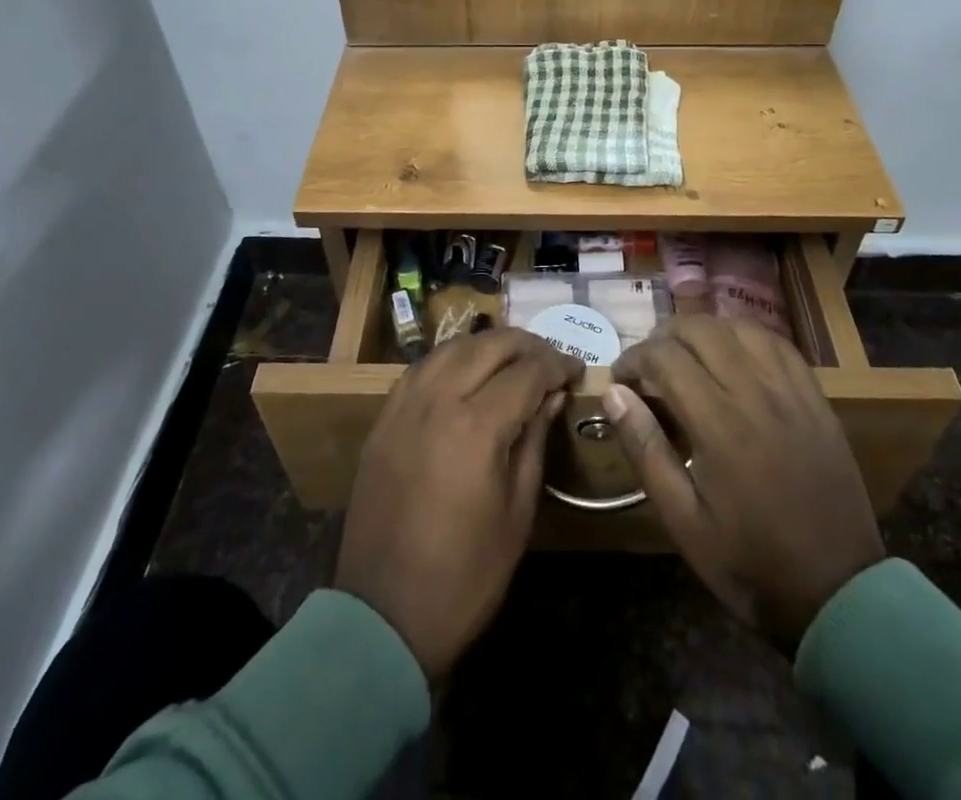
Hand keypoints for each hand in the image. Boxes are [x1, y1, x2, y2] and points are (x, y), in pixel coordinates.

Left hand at [336, 328, 583, 678]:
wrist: (383, 615)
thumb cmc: (466, 575)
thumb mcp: (518, 512)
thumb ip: (534, 440)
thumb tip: (551, 395)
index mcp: (477, 426)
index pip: (527, 371)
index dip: (558, 364)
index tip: (576, 370)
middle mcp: (438, 400)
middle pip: (489, 345)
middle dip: (527, 344)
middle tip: (551, 359)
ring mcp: (404, 405)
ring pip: (452, 346)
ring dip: (488, 345)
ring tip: (514, 359)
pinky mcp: (384, 418)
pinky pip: (422, 367)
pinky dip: (452, 358)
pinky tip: (467, 372)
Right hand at [605, 317, 884, 651]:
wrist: (838, 594)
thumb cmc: (750, 563)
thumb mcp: (683, 521)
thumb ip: (646, 450)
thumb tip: (613, 394)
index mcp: (719, 425)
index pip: (665, 357)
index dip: (634, 358)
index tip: (620, 378)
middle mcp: (755, 394)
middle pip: (700, 330)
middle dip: (663, 336)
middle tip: (647, 364)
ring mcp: (790, 392)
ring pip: (739, 328)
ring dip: (704, 331)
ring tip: (686, 354)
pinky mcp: (815, 398)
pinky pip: (778, 344)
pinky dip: (746, 336)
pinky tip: (733, 352)